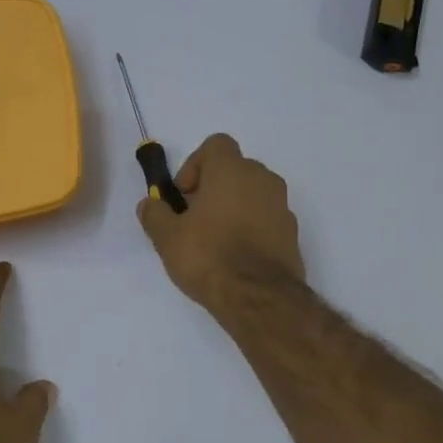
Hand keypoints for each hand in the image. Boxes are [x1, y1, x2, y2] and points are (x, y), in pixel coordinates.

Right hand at [138, 133, 304, 309]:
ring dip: (233, 207)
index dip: (195, 165)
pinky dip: (251, 227)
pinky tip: (235, 256)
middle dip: (213, 187)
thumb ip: (154, 214)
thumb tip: (150, 204)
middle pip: (235, 169)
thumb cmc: (208, 256)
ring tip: (214, 240)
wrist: (258, 298)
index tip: (184, 195)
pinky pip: (266, 218)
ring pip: (252, 194)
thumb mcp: (167, 236)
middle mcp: (262, 179)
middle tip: (194, 218)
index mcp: (232, 170)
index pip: (216, 145)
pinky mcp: (292, 233)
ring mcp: (282, 206)